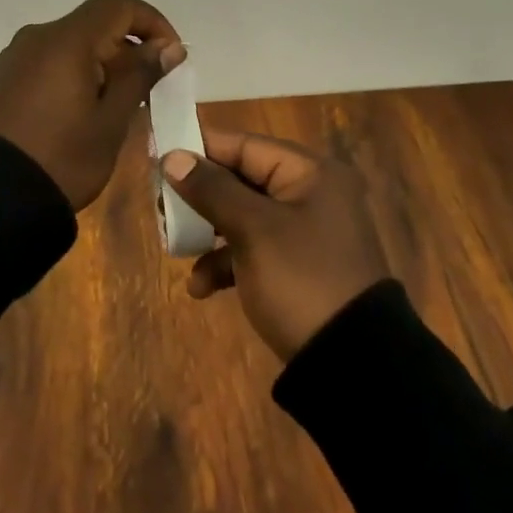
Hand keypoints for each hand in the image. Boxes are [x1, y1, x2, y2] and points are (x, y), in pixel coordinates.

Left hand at [0, 0, 183, 210]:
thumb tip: (169, 46)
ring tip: (119, 103)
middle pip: (94, 22)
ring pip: (72, 42)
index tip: (171, 55)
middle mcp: (38, 36)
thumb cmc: (62, 158)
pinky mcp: (5, 77)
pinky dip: (76, 71)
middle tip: (149, 87)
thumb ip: (140, 76)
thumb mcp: (111, 120)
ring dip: (103, 61)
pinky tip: (85, 108)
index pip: (118, 6)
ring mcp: (17, 56)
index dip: (152, 22)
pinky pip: (51, 60)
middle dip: (128, 46)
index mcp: (65, 40)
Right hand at [161, 128, 390, 359]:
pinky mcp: (298, 268)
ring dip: (208, 233)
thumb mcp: (253, 230)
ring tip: (174, 248)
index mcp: (310, 173)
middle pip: (241, 181)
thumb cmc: (302, 279)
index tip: (160, 157)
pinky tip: (201, 288)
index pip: (245, 146)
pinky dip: (226, 263)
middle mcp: (311, 195)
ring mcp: (305, 234)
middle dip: (200, 198)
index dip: (201, 149)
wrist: (353, 366)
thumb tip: (172, 157)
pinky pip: (253, 251)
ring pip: (243, 217)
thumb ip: (211, 189)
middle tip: (162, 208)